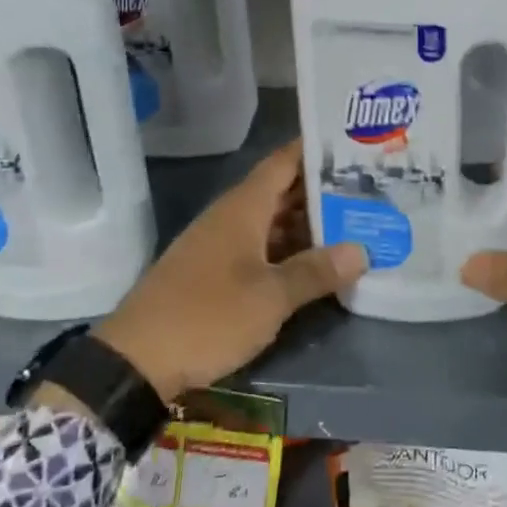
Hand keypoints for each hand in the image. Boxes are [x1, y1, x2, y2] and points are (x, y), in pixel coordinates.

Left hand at [94, 140, 367, 402]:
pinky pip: (262, 248)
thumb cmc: (207, 317)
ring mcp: (222, 246)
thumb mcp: (270, 298)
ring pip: (274, 223)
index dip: (317, 150)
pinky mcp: (216, 273)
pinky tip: (319, 264)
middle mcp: (232, 218)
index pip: (284, 162)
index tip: (356, 145)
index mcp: (243, 208)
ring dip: (310, 224)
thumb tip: (362, 250)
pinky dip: (290, 251)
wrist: (136, 361)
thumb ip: (315, 272)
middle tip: (371, 190)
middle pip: (283, 192)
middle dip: (324, 191)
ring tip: (357, 224)